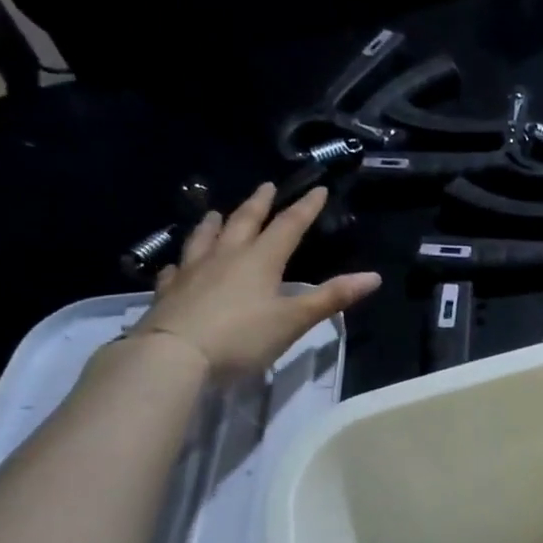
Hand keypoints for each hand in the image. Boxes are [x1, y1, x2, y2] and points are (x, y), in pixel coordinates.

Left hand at [132, 183, 379, 376]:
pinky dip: (182, 263)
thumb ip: (331, 298)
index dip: (305, 208)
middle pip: (244, 223)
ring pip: (205, 239)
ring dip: (214, 224)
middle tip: (266, 187)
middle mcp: (226, 257)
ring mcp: (193, 272)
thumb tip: (374, 277)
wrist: (175, 355)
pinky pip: (176, 270)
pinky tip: (178, 265)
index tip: (317, 189)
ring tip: (216, 213)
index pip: (288, 226)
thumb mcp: (294, 320)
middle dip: (258, 204)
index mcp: (261, 260)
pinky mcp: (169, 292)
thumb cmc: (242, 337)